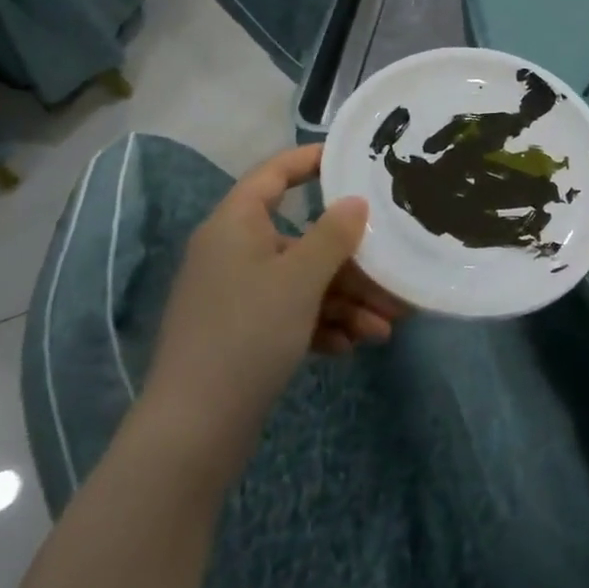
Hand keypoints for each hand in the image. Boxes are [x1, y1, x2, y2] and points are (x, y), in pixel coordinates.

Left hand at [141, 144, 404, 440]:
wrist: (195, 427)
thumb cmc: (248, 333)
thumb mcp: (300, 278)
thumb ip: (333, 235)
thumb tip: (355, 203)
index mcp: (235, 225)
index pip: (273, 174)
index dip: (309, 160)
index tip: (351, 159)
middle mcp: (234, 253)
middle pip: (302, 240)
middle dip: (351, 262)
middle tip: (393, 276)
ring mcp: (238, 296)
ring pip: (303, 283)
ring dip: (346, 301)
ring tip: (386, 327)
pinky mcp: (244, 333)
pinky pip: (291, 314)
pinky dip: (323, 325)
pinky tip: (353, 346)